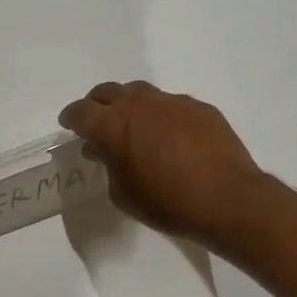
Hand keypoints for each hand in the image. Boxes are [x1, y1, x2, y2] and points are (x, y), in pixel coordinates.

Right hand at [58, 81, 268, 249]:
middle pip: (108, 92)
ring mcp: (172, 102)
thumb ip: (110, 167)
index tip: (70, 125)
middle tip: (97, 121)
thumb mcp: (123, 194)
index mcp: (112, 126)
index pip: (80, 112)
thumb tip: (109, 152)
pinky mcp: (199, 107)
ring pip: (141, 92)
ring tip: (133, 126)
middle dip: (97, 104)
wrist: (226, 198)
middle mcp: (139, 104)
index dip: (71, 118)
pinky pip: (171, 104)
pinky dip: (161, 115)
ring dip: (130, 105)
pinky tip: (170, 136)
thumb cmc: (166, 203)